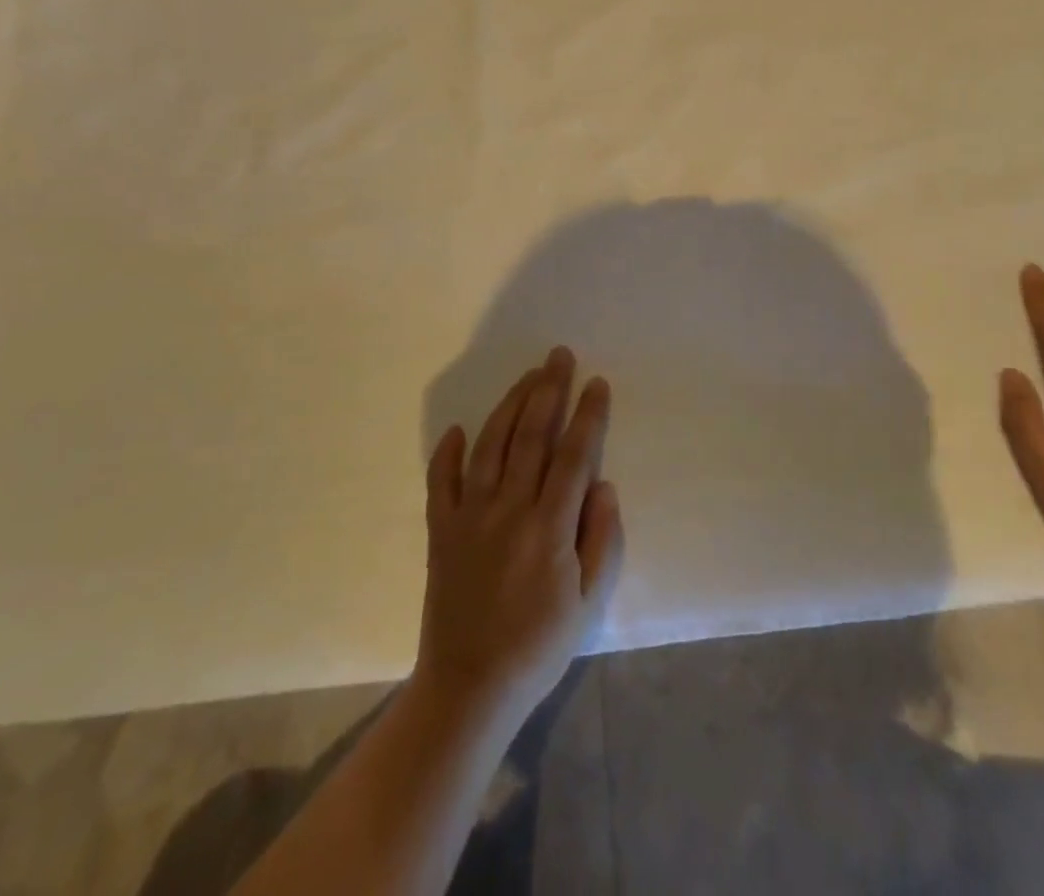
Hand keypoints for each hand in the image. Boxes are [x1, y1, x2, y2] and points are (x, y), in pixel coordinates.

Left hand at [416, 348, 623, 730]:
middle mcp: (508, 510)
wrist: (468, 689)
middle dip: (549, 390)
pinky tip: (457, 429)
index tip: (597, 383)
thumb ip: (601, 539)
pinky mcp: (440, 532)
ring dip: (510, 405)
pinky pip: (440, 482)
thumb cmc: (538, 647)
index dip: (588, 415)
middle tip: (559, 356)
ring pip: (491, 445)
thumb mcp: (588, 602)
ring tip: (528, 377)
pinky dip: (447, 452)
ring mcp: (469, 517)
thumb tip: (603, 484)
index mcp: (549, 527)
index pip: (574, 455)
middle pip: (531, 436)